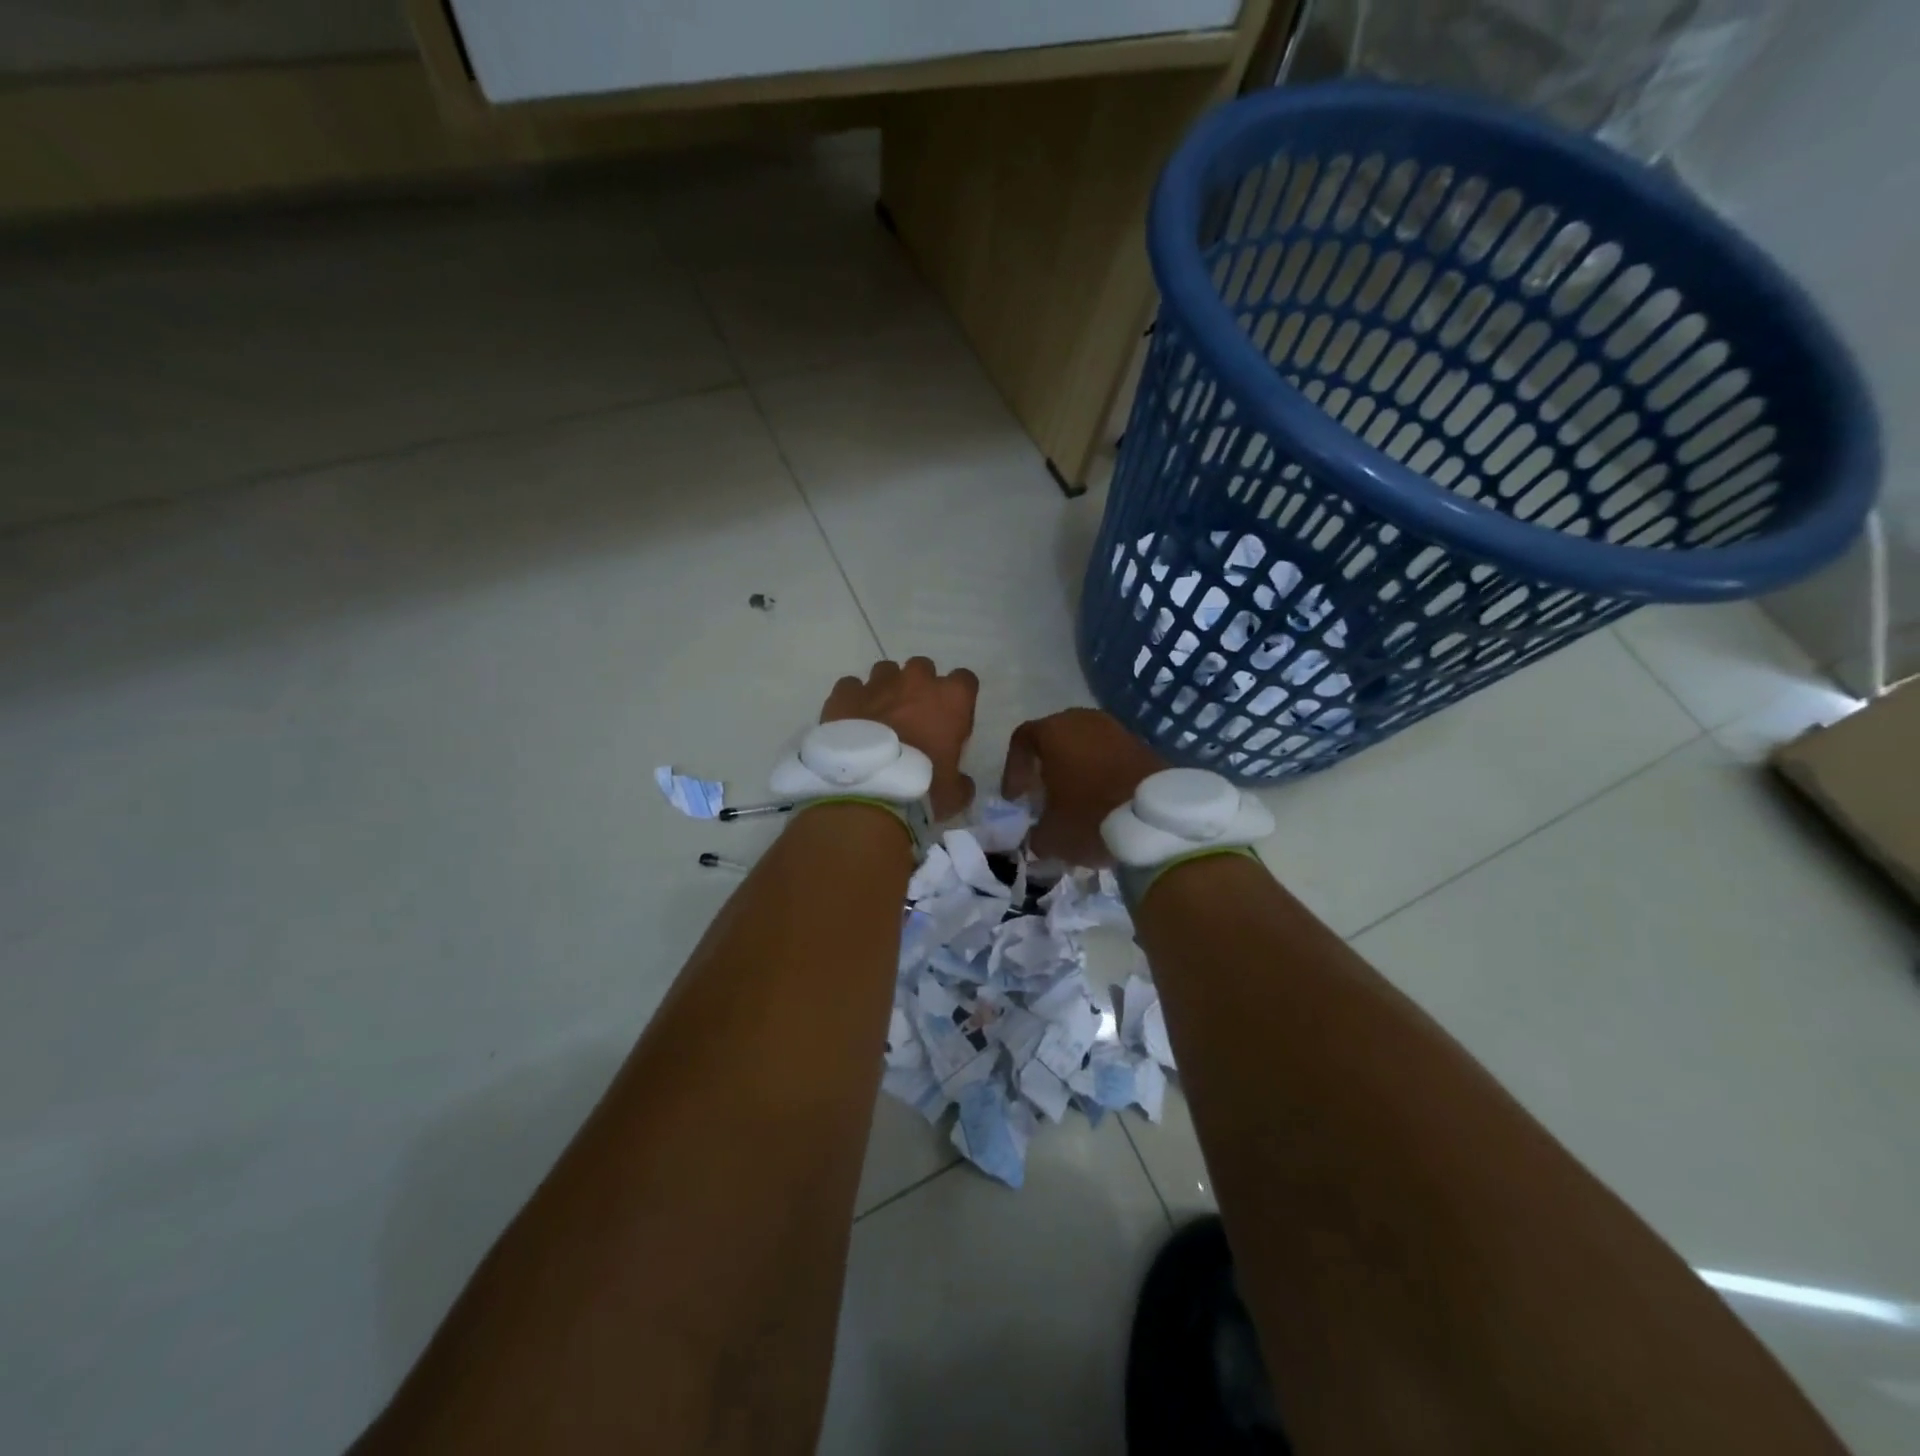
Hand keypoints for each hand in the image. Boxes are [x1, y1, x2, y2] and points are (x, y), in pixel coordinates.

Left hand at [822, 658, 979, 819]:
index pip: (965, 681)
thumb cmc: (922, 788)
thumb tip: (960, 782)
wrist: (868, 792)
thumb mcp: (954, 792)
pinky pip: (851, 687)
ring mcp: (878, 683)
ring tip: (880, 717)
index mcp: (952, 698)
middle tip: (914, 717)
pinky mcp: (845, 693)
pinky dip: (853, 700)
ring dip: (887, 689)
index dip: (958, 700)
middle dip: (920, 688)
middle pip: (923, 668)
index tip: (951, 720)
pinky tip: (851, 721)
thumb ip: (961, 780)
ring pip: (886, 671)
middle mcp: (916, 681)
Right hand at [1001, 709, 1166, 865]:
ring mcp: (1115, 729)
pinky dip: (1101, 771)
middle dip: (1045, 765)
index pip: (1022, 741)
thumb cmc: (1090, 817)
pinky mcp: (1142, 744)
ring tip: (1074, 799)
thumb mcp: (1051, 835)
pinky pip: (1110, 754)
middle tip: (1043, 795)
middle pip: (1054, 737)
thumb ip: (1036, 833)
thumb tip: (1037, 836)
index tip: (1015, 799)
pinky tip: (1102, 798)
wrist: (1156, 819)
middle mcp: (1082, 720)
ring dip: (1075, 768)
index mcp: (1053, 732)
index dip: (1013, 770)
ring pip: (1084, 744)